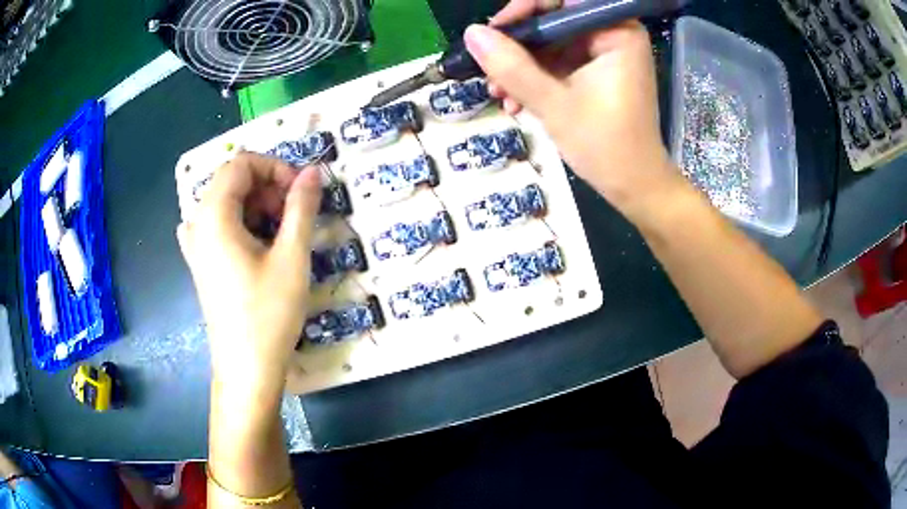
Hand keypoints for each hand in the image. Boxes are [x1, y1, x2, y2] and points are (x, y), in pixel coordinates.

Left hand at [177, 152, 320, 390]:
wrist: (246, 368)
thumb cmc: (268, 313)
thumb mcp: (291, 257)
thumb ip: (301, 207)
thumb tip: (313, 172)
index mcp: (213, 215)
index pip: (241, 164)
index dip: (274, 167)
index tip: (300, 191)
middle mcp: (198, 223)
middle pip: (232, 181)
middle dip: (267, 187)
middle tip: (294, 215)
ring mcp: (195, 245)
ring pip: (227, 203)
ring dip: (258, 206)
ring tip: (282, 234)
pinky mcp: (201, 262)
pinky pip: (220, 226)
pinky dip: (244, 224)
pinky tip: (259, 246)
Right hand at [466, 0, 685, 221]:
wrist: (635, 187)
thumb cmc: (606, 145)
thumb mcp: (553, 103)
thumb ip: (512, 66)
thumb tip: (471, 34)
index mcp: (617, 32)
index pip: (562, 1)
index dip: (524, 10)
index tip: (494, 33)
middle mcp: (613, 34)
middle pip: (553, 20)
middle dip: (518, 46)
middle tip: (488, 68)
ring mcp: (605, 53)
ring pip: (551, 43)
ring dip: (520, 66)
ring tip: (498, 93)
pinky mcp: (597, 71)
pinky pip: (558, 62)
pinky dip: (535, 78)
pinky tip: (514, 100)